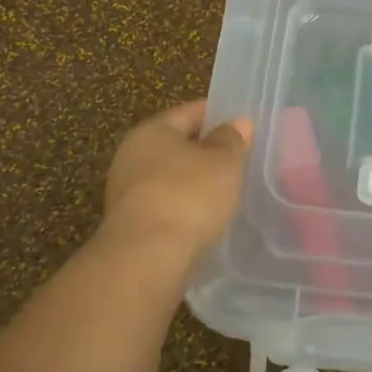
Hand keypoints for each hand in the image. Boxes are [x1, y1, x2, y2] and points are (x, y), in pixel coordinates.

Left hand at [103, 100, 253, 259]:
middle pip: (176, 144)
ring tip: (227, 190)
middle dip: (206, 150)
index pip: (190, 112)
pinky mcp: (130, 224)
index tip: (245, 125)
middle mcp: (131, 155)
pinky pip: (164, 204)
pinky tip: (205, 217)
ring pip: (169, 176)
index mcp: (152, 130)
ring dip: (194, 181)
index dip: (219, 115)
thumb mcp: (223, 163)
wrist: (146, 258)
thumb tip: (238, 122)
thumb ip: (232, 140)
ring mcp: (126, 191)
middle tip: (240, 158)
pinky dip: (184, 206)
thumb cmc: (188, 196)